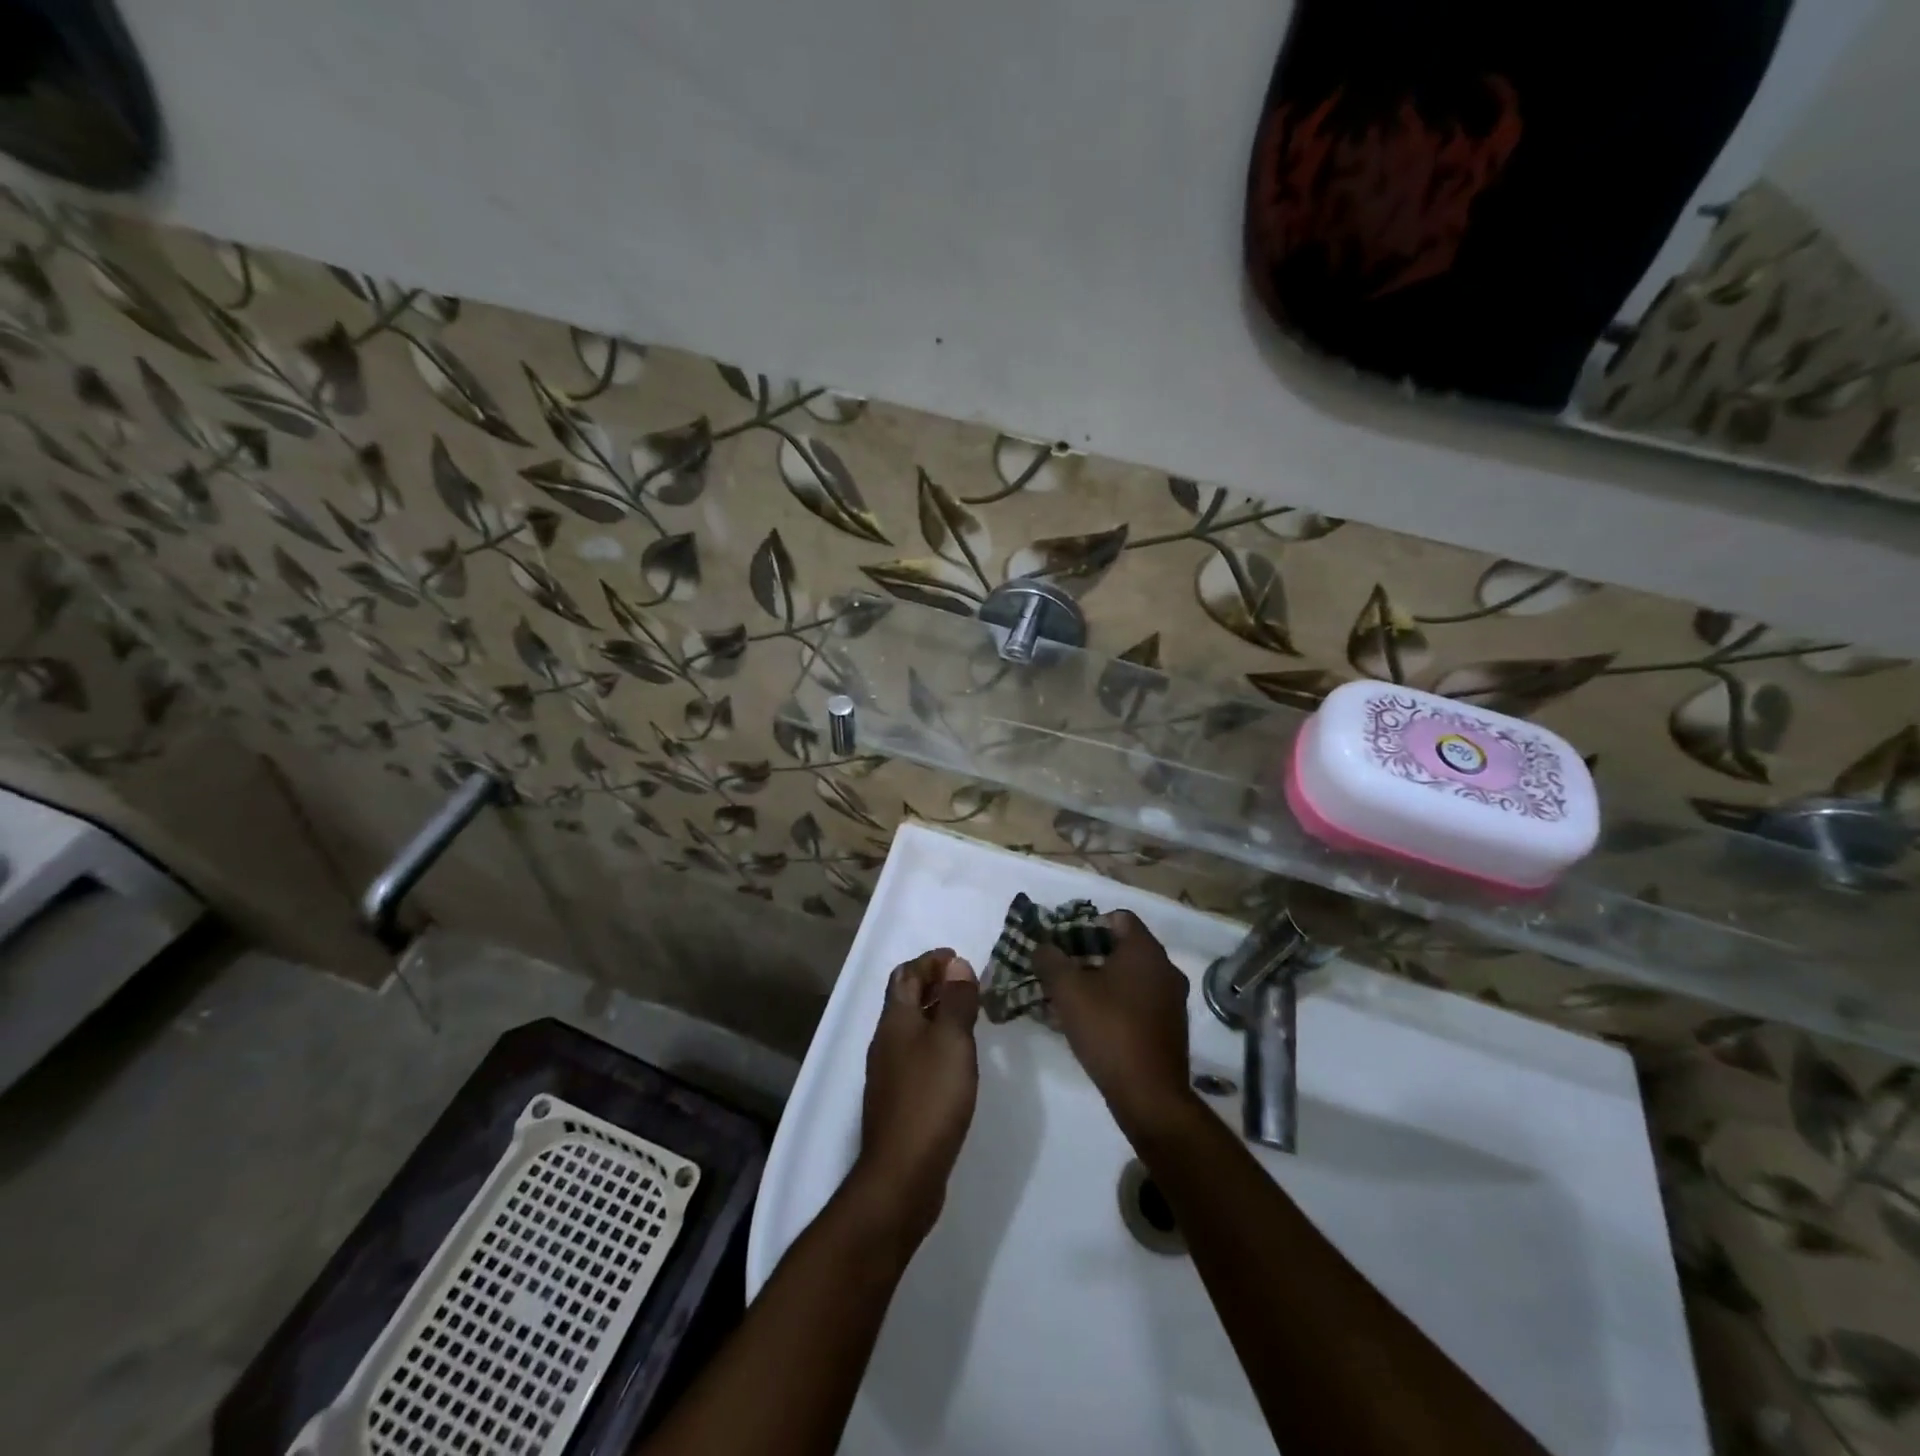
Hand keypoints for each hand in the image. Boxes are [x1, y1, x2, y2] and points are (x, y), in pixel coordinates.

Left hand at [852, 948, 980, 1246]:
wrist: (901, 1174)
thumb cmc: (930, 1098)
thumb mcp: (952, 1041)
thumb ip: (956, 1001)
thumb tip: (956, 964)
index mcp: (895, 1020)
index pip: (906, 974)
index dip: (930, 961)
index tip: (958, 957)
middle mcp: (886, 1040)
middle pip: (904, 998)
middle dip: (932, 983)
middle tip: (966, 982)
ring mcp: (888, 1072)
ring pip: (910, 1027)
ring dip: (935, 1012)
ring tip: (967, 1014)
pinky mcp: (897, 1098)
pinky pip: (915, 1053)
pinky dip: (934, 1040)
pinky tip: (955, 1058)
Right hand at [1033, 911, 1194, 1137]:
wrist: (1150, 1096)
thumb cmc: (1109, 1030)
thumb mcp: (1068, 990)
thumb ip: (1050, 960)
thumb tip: (1042, 946)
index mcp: (1145, 951)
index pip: (1117, 917)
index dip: (1086, 924)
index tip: (1062, 943)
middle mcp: (1165, 968)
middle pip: (1122, 947)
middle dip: (1087, 955)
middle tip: (1059, 970)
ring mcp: (1171, 1000)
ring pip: (1129, 977)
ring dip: (1099, 981)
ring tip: (1068, 998)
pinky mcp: (1170, 1027)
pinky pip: (1138, 1002)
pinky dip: (1114, 1003)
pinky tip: (1090, 1023)